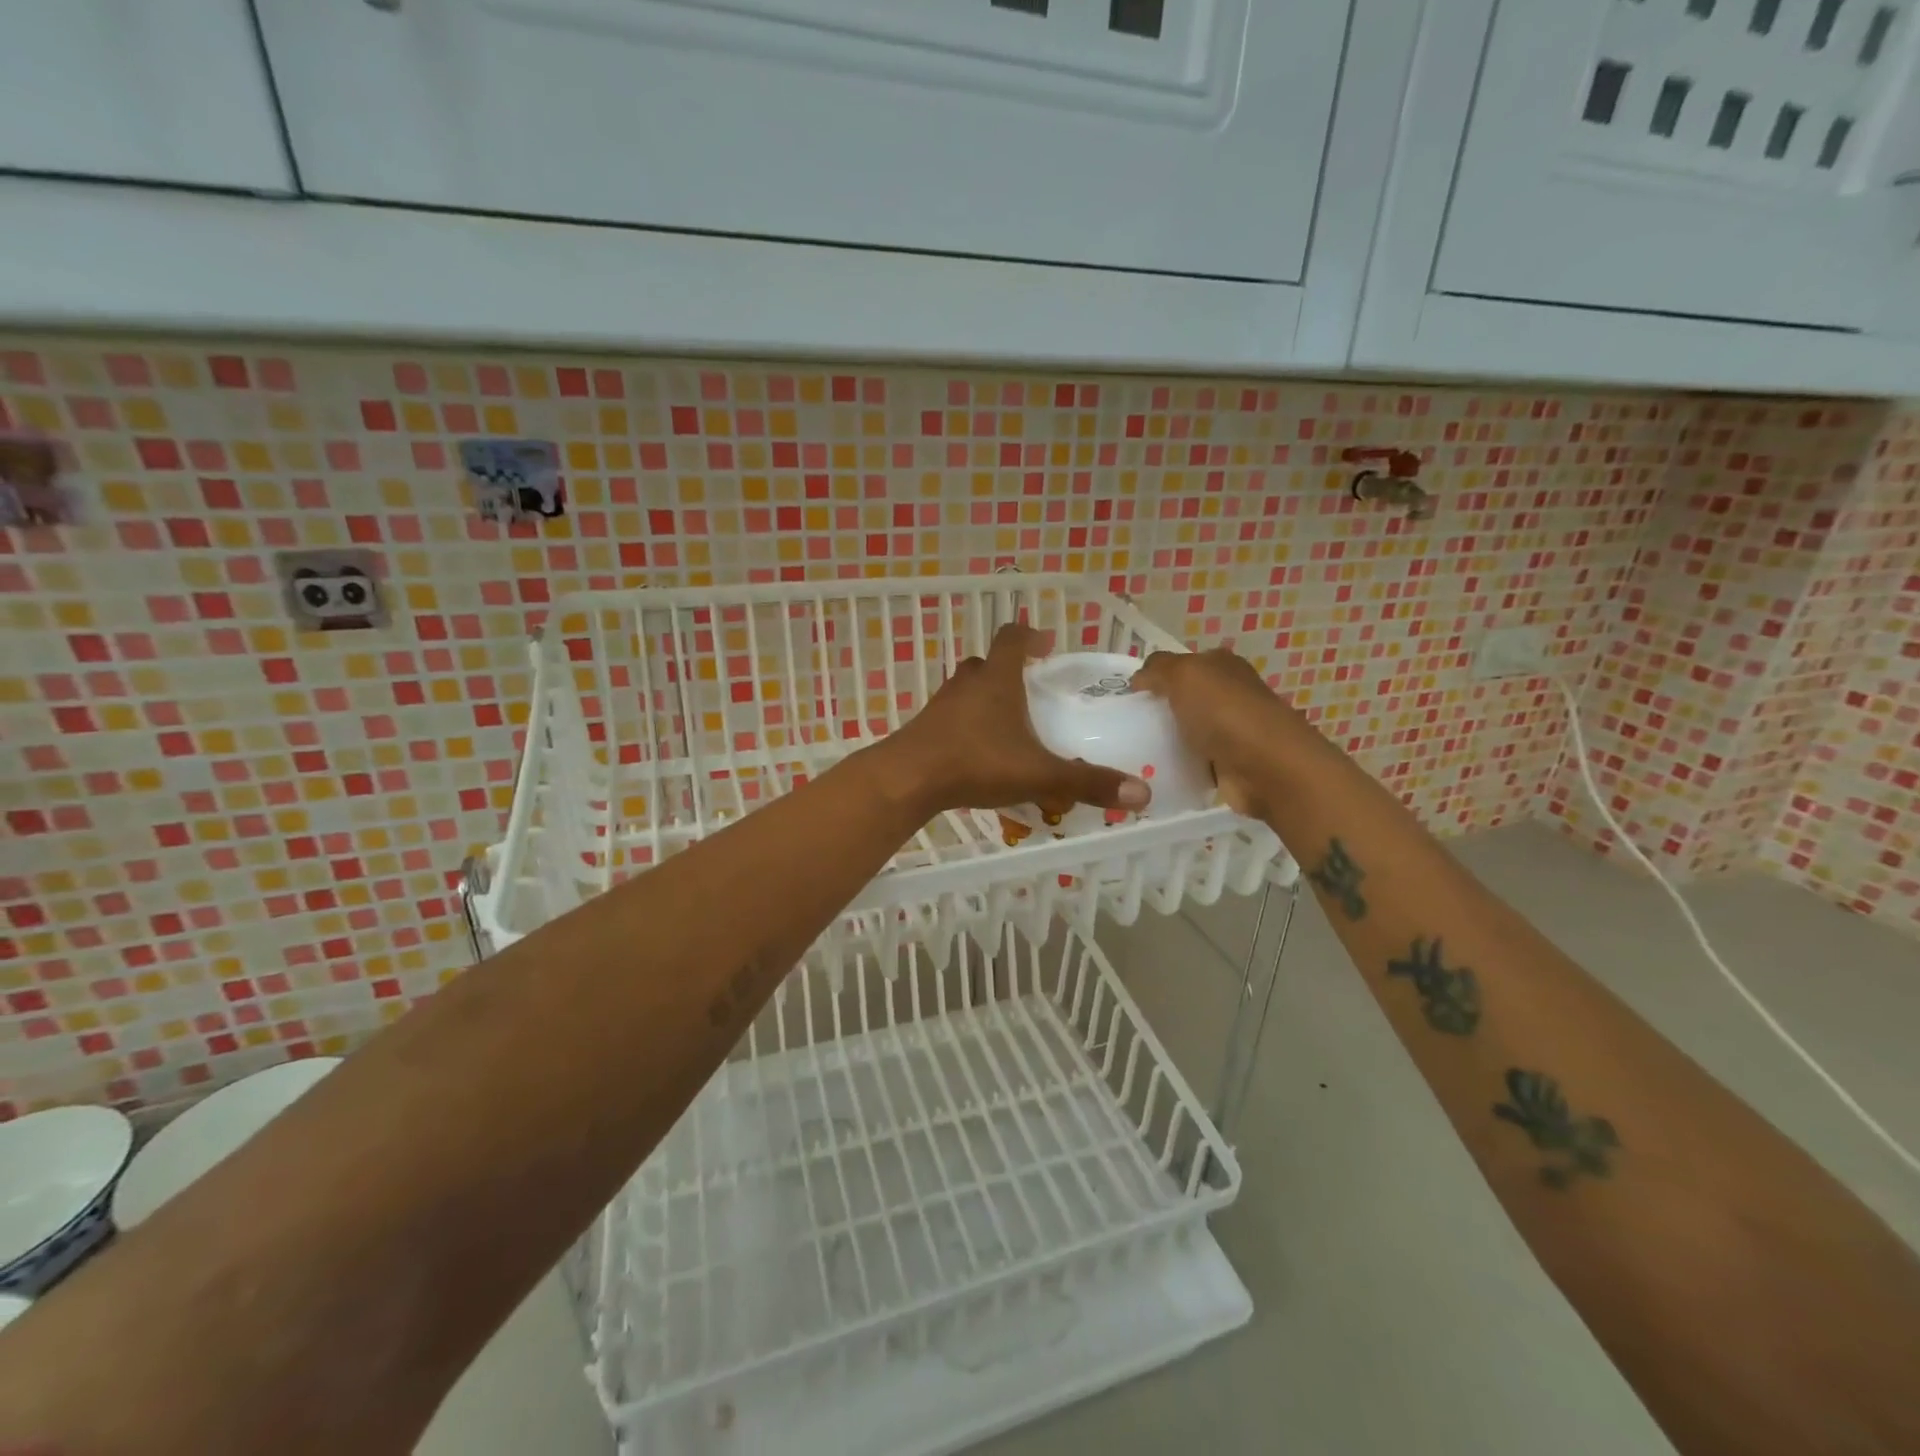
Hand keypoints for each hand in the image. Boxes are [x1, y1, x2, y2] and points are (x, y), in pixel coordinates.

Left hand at [876, 624, 1151, 816]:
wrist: (907, 779)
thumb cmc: (976, 762)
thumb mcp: (1038, 774)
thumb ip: (1088, 782)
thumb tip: (1143, 793)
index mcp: (997, 679)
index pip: (1013, 637)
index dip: (1030, 636)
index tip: (1047, 645)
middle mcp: (967, 683)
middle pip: (988, 663)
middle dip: (1010, 671)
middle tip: (1030, 689)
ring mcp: (941, 705)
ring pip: (967, 689)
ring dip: (986, 697)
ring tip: (1008, 723)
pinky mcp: (925, 728)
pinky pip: (951, 717)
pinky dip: (968, 725)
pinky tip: (980, 752)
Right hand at [1131, 648, 1315, 819]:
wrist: (1266, 768)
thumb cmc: (1224, 712)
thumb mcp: (1184, 675)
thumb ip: (1157, 669)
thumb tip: (1139, 679)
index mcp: (1222, 666)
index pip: (1182, 665)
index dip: (1155, 676)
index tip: (1129, 697)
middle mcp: (1229, 694)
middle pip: (1183, 699)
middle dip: (1157, 711)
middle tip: (1124, 726)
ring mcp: (1231, 731)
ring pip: (1186, 732)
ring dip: (1165, 741)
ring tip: (1131, 753)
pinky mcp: (1228, 765)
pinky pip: (1192, 763)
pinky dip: (1177, 768)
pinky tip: (1154, 773)